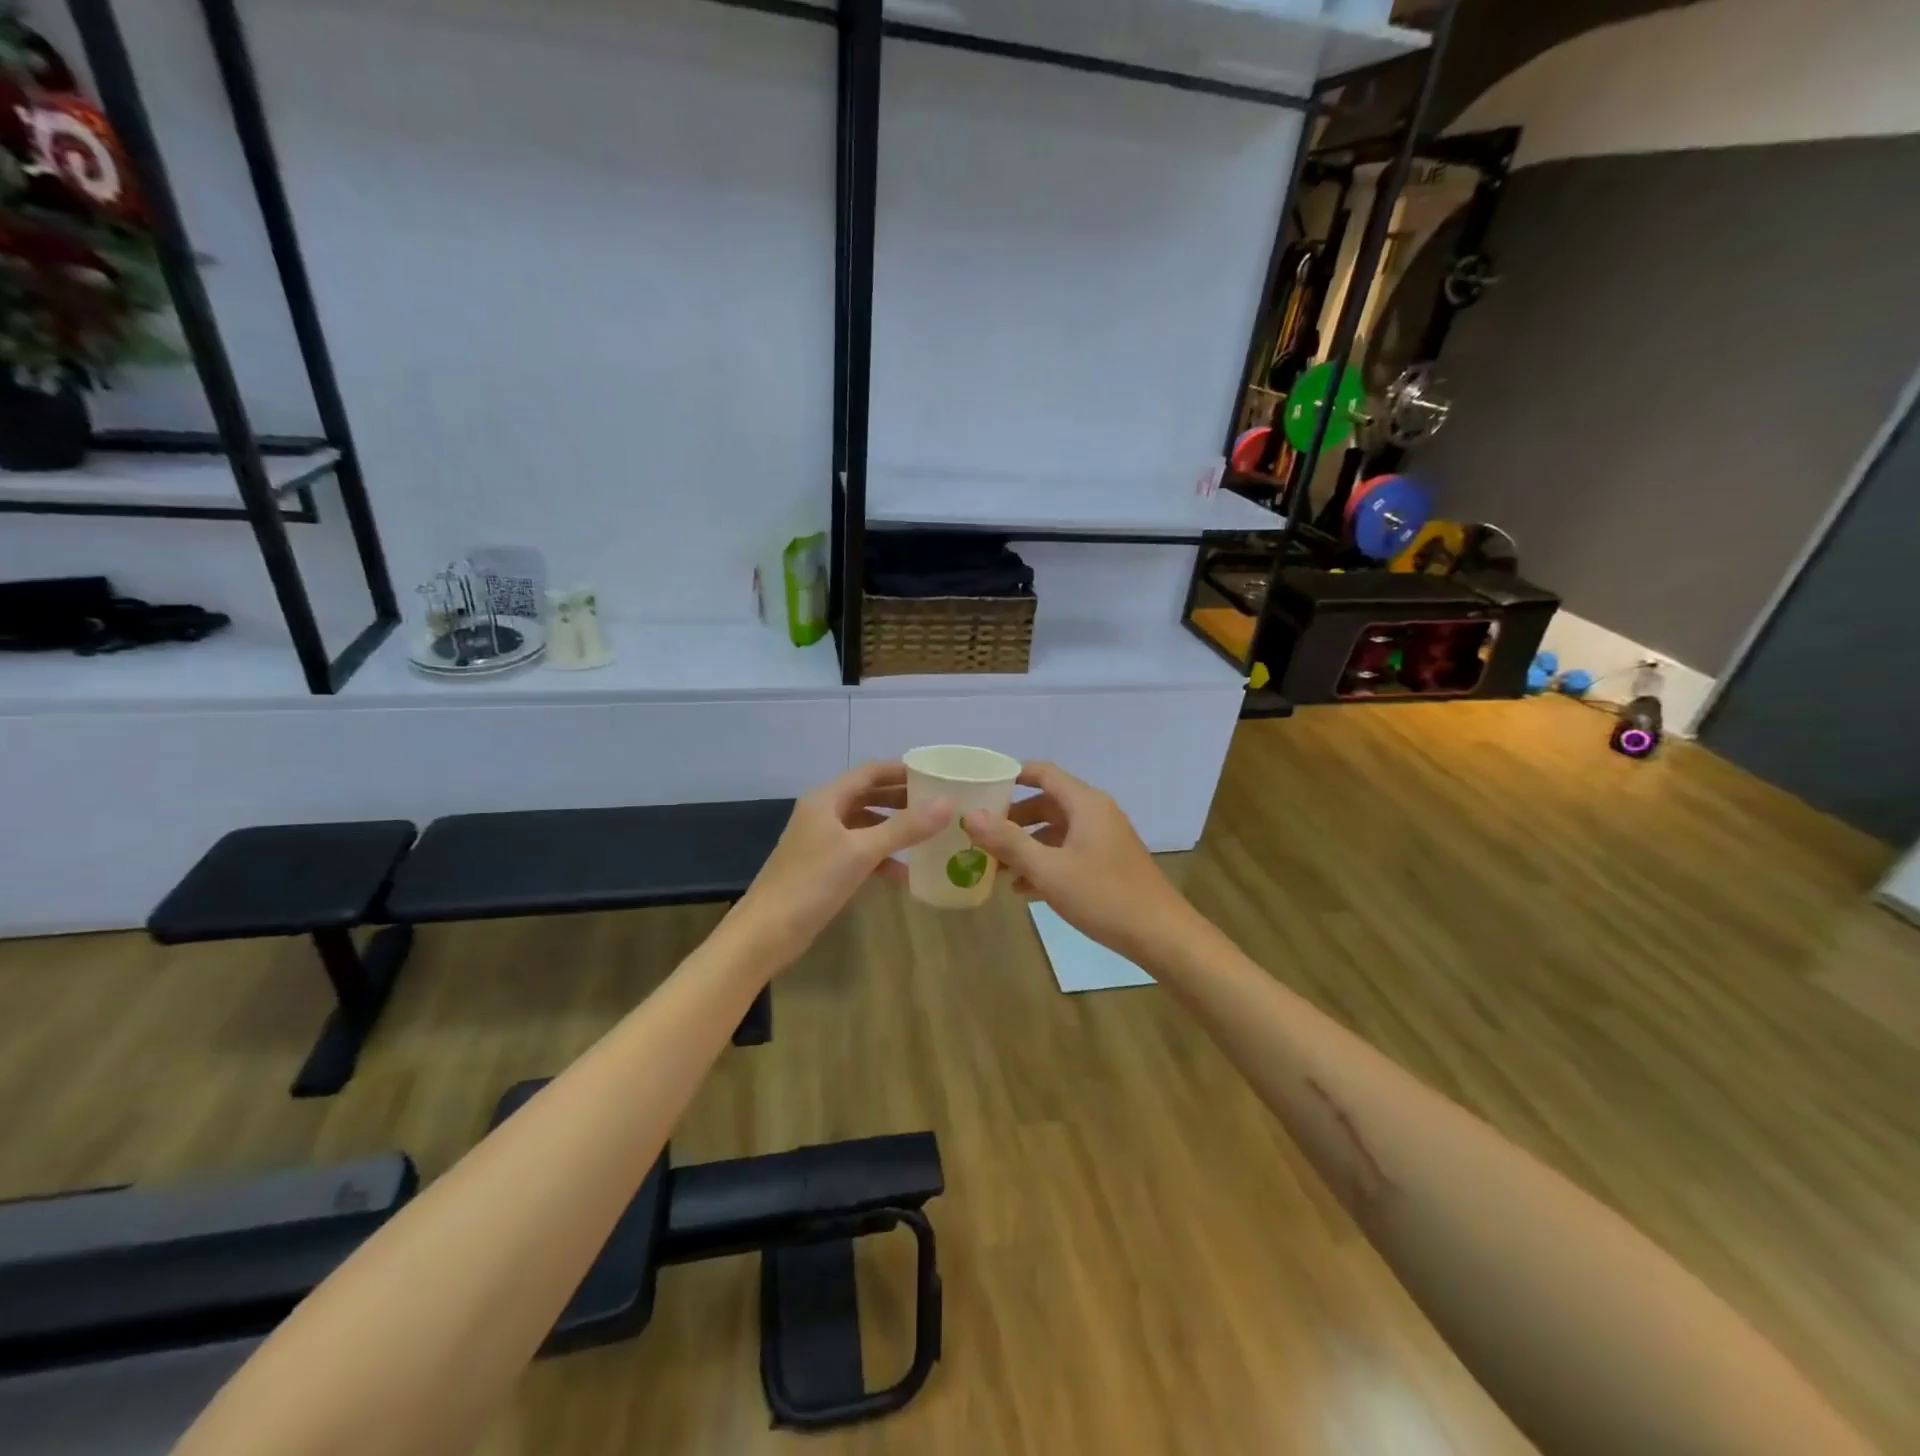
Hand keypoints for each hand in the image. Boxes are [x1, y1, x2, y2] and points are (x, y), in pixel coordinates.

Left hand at [732, 762, 949, 971]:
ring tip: (928, 835)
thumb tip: (947, 803)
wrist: (766, 932)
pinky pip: (858, 851)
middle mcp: (823, 813)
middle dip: (901, 799)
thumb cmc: (812, 883)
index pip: (870, 772)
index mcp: (826, 799)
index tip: (935, 776)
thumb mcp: (862, 852)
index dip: (902, 770)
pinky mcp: (823, 866)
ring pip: (865, 824)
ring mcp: (821, 840)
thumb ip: (904, 827)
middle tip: (937, 805)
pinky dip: (881, 857)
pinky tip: (903, 873)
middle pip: (868, 795)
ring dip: (894, 828)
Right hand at [960, 762, 1200, 965]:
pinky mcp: (1108, 863)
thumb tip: (970, 815)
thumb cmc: (1103, 896)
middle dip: (1013, 818)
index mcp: (1085, 804)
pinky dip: (1045, 862)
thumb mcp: (1048, 869)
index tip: (980, 787)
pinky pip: (1068, 852)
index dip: (1011, 775)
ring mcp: (1104, 839)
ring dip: (1026, 844)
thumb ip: (1008, 841)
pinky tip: (1023, 889)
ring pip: (1056, 831)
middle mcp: (1096, 813)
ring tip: (995, 865)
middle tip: (980, 833)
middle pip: (1047, 803)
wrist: (1160, 935)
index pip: (1043, 773)